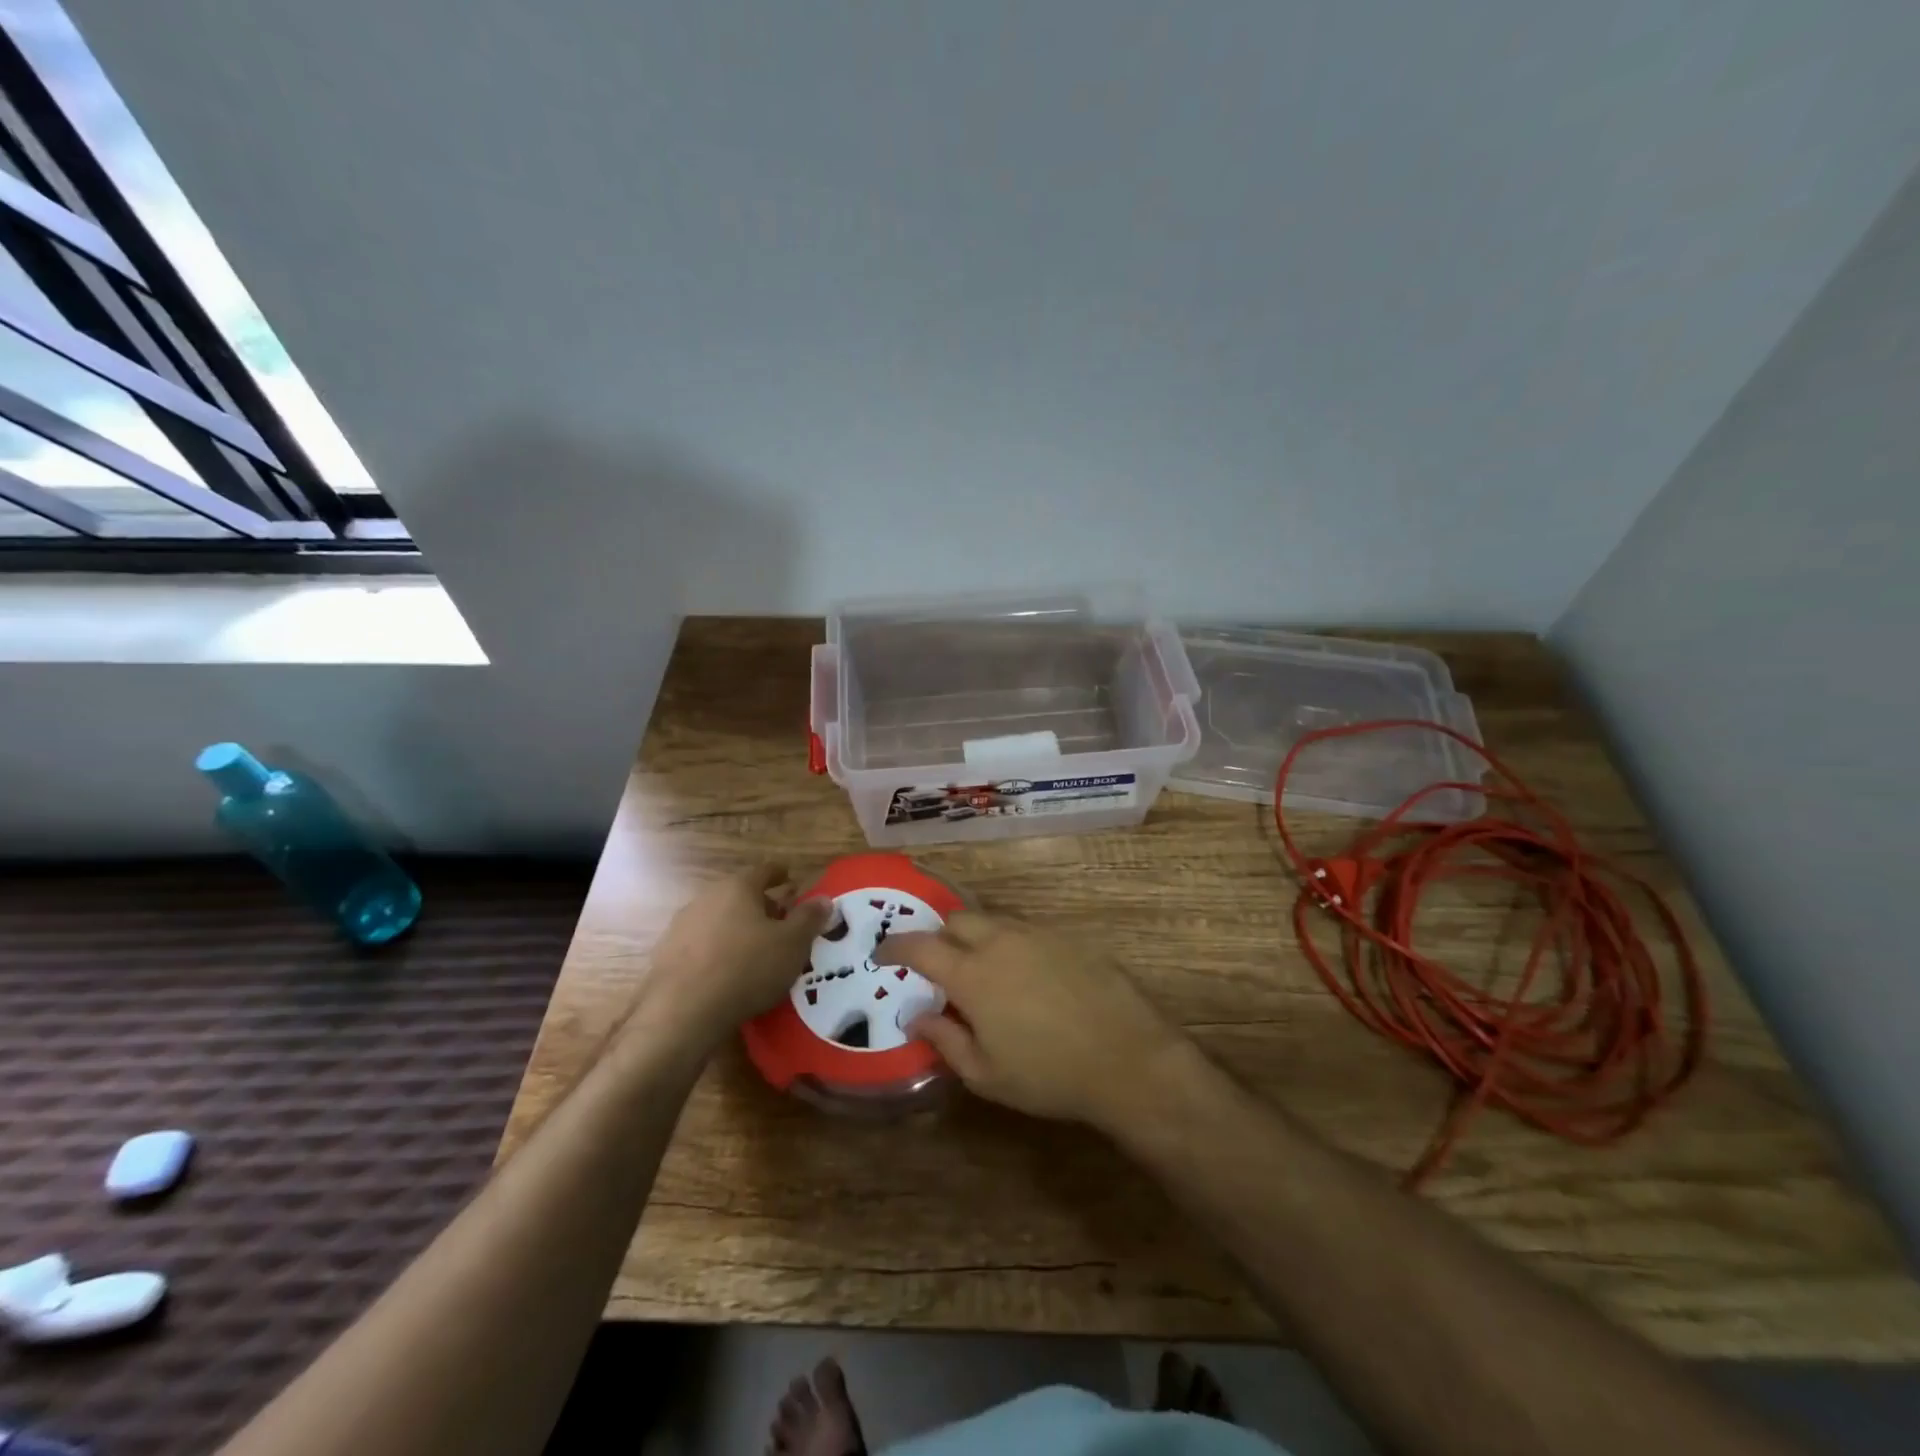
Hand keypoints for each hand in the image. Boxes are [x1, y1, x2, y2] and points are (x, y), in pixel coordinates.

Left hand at [635, 865, 828, 1047]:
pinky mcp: (665, 956)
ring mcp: (681, 926)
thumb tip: (824, 899)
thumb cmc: (746, 968)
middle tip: (781, 923)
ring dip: (737, 929)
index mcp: (738, 888)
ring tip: (755, 951)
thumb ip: (809, 919)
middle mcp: (707, 898)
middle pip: (739, 895)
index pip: (764, 871)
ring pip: (718, 920)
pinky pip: (701, 945)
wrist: (682, 1012)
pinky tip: (727, 973)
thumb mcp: (792, 944)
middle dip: (761, 906)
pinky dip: (717, 951)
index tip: (790, 879)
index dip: (780, 874)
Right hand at [876, 911, 1187, 1128]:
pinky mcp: (1068, 937)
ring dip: (977, 938)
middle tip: (940, 967)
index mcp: (972, 974)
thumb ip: (945, 1040)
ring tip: (984, 973)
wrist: (1128, 1058)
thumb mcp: (986, 1073)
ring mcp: (1038, 934)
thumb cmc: (1049, 1075)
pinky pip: (1027, 930)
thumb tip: (915, 1018)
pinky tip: (1027, 977)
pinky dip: (1012, 944)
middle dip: (939, 936)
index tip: (883, 955)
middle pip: (957, 919)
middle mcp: (1001, 941)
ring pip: (994, 921)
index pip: (920, 946)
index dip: (895, 947)